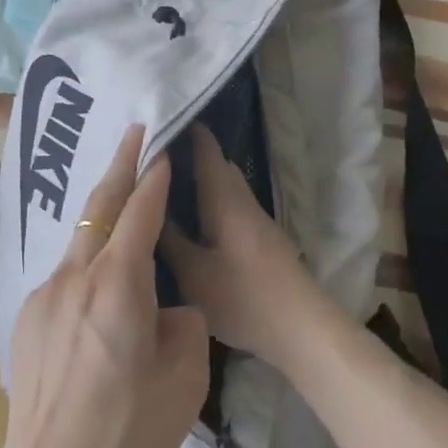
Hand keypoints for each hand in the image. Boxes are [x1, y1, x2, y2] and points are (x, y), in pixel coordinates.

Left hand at [0, 125, 209, 447]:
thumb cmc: (127, 433)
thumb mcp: (185, 378)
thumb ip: (183, 323)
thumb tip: (166, 308)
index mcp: (118, 285)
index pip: (139, 213)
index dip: (154, 178)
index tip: (162, 148)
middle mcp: (75, 277)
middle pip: (100, 208)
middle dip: (119, 165)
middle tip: (134, 132)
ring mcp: (44, 297)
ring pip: (80, 240)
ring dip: (103, 214)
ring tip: (122, 198)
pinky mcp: (27, 320)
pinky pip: (65, 273)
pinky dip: (88, 257)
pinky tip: (99, 281)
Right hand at [158, 125, 329, 372]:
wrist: (301, 327)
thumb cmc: (244, 297)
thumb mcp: (194, 273)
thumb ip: (169, 240)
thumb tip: (145, 210)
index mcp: (225, 198)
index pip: (206, 148)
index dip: (185, 129)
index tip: (156, 120)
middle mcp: (241, 200)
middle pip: (215, 164)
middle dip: (187, 153)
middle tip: (150, 156)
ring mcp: (254, 219)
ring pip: (223, 186)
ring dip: (198, 179)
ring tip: (163, 184)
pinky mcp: (259, 239)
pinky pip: (228, 205)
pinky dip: (207, 201)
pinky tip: (190, 218)